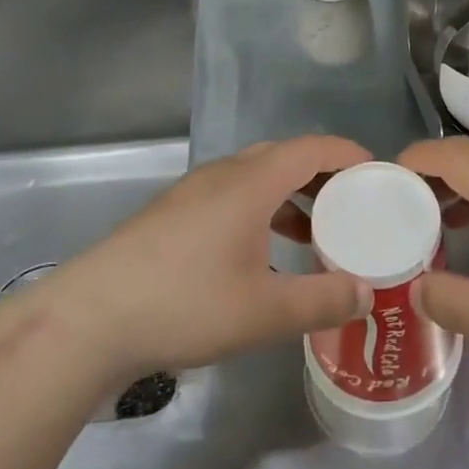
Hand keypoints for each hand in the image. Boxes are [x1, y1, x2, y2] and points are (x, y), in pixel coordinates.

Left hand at [40, 136, 375, 380]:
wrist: (89, 319)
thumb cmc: (183, 305)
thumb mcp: (263, 312)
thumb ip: (322, 301)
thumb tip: (366, 293)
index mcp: (250, 183)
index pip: (312, 148)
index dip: (350, 155)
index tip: (379, 176)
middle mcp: (223, 175)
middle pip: (285, 157)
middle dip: (325, 176)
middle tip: (356, 206)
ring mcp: (194, 192)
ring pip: (257, 177)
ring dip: (292, 195)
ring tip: (319, 231)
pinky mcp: (174, 214)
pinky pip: (234, 195)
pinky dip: (263, 210)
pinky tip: (266, 251)